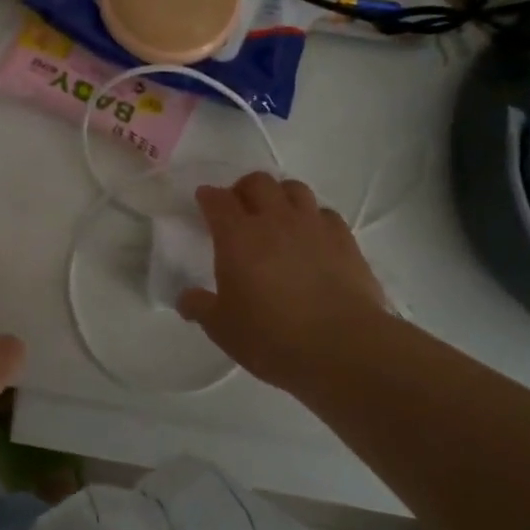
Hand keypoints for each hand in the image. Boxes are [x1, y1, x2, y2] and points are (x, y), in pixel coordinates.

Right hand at [177, 172, 387, 392]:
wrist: (342, 347)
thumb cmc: (272, 337)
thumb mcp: (223, 328)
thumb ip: (200, 307)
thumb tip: (185, 298)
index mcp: (237, 236)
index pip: (217, 200)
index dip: (208, 196)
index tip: (204, 200)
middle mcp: (274, 220)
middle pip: (257, 182)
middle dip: (244, 188)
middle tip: (240, 208)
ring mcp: (313, 225)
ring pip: (294, 188)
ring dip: (280, 195)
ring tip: (277, 215)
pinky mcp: (344, 239)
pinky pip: (325, 213)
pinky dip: (313, 217)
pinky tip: (312, 237)